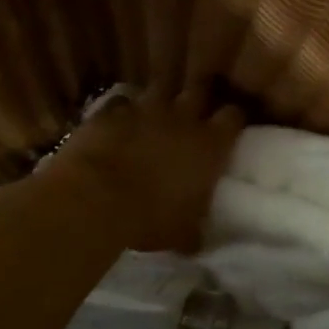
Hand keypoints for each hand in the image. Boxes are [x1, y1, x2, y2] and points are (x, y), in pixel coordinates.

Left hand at [50, 87, 244, 252]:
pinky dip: (123, 111)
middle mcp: (183, 118)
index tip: (231, 126)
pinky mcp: (110, 112)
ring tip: (159, 111)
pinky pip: (122, 103)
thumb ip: (194, 231)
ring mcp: (145, 110)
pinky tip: (120, 122)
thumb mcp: (182, 233)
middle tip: (197, 109)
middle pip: (200, 90)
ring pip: (161, 88)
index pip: (234, 116)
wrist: (95, 198)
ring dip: (162, 98)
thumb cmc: (149, 218)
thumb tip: (197, 240)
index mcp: (210, 145)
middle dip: (200, 96)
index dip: (233, 119)